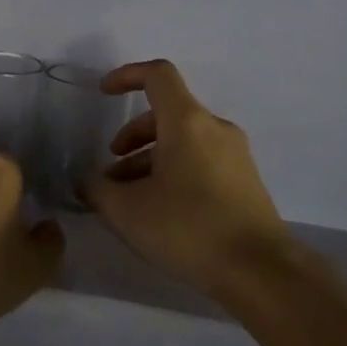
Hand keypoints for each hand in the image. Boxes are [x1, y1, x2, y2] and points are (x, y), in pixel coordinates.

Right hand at [83, 59, 290, 296]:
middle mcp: (215, 128)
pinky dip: (174, 173)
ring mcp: (235, 155)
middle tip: (111, 172)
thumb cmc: (188, 228)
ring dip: (150, 160)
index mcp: (187, 122)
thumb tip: (86, 181)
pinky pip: (201, 162)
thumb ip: (97, 189)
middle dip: (132, 137)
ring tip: (130, 200)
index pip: (157, 75)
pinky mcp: (245, 182)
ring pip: (183, 142)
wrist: (260, 270)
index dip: (127, 75)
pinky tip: (161, 212)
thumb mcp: (127, 211)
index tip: (104, 93)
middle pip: (167, 114)